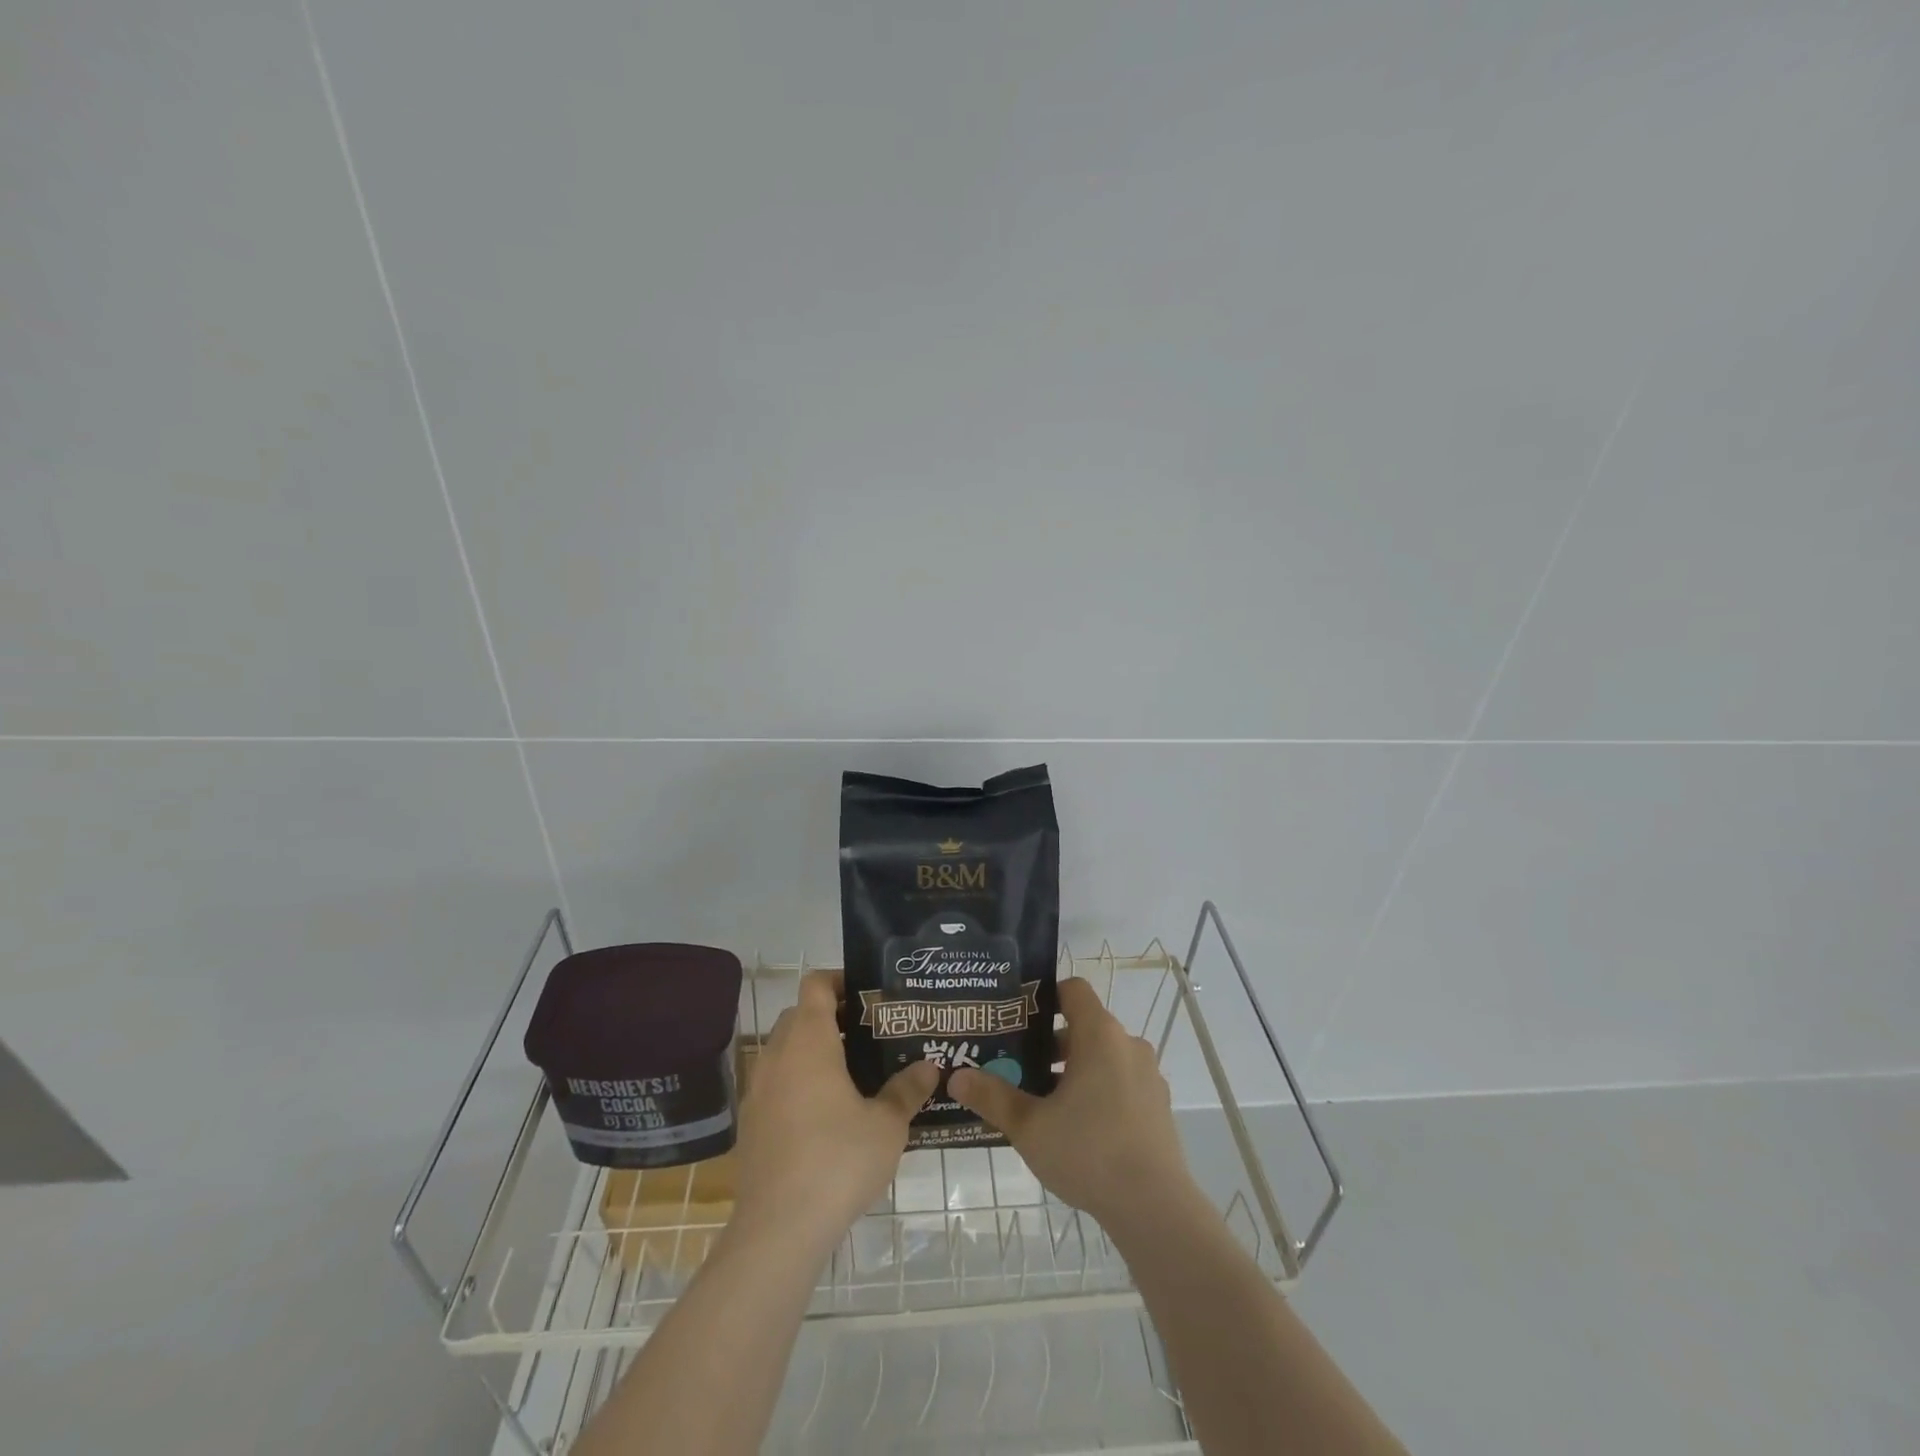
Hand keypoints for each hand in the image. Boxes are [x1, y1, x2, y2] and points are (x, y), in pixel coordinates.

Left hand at [731, 970, 937, 1256]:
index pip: (815, 984)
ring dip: (812, 1051)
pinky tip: (824, 1115)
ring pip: (784, 1050)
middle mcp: (777, 1055)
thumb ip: (908, 1090)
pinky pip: (775, 1083)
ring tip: (850, 1073)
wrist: (778, 1230)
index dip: (839, 980)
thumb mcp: (887, 1125)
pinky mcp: (750, 1123)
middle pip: (799, 1015)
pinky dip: (797, 1082)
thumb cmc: (838, 1161)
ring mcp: (758, 1089)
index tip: (867, 995)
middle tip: (867, 1034)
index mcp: (809, 1041)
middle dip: (830, 1016)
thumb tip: (930, 1067)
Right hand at [950, 977, 1195, 1232]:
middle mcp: (1128, 1045)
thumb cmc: (1088, 1152)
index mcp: (1099, 1034)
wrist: (1156, 1208)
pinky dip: (1098, 1091)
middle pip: (1084, 1027)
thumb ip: (992, 1097)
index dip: (1044, 997)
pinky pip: (1121, 1082)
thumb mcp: (1030, 1126)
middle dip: (1049, 1044)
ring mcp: (1148, 1076)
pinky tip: (1076, 1129)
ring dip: (1073, 1071)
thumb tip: (955, 1077)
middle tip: (1016, 1067)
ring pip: (1103, 1058)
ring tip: (1042, 1102)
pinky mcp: (1158, 1106)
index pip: (1073, 990)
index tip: (1017, 1020)